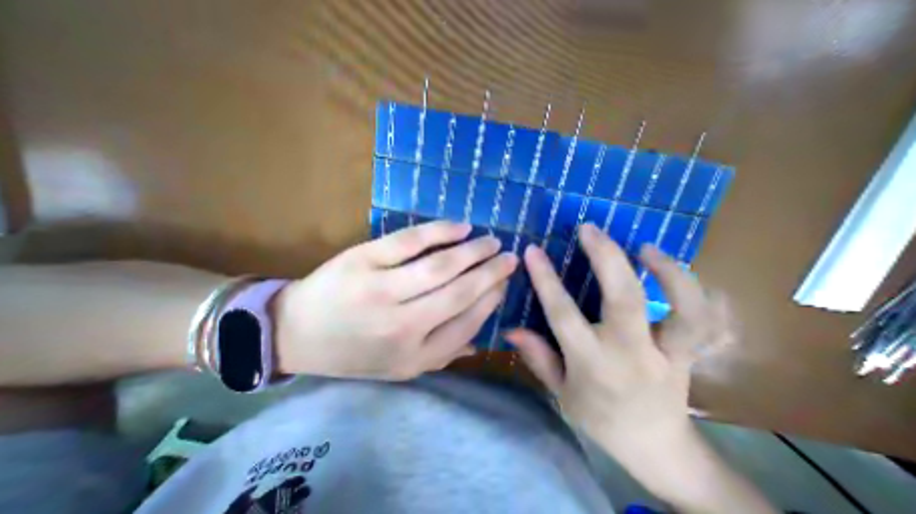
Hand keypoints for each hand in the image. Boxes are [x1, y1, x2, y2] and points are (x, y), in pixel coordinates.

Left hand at [269, 220, 514, 381]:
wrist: (295, 334)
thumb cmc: (353, 353)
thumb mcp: (398, 368)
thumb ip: (442, 354)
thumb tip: (481, 339)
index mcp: (414, 358)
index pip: (467, 323)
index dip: (491, 299)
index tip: (504, 283)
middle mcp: (402, 328)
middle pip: (460, 293)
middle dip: (492, 272)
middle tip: (509, 257)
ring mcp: (380, 291)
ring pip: (441, 266)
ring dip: (474, 251)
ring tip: (491, 241)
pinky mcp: (363, 261)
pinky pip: (410, 241)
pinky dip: (440, 231)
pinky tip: (461, 227)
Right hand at [504, 223, 734, 454]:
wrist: (658, 448)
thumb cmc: (600, 420)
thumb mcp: (561, 392)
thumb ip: (537, 357)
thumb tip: (510, 330)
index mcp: (592, 364)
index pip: (563, 314)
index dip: (546, 279)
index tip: (533, 251)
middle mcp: (631, 354)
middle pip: (623, 299)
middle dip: (606, 257)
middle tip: (590, 229)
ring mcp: (668, 353)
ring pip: (682, 309)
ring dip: (668, 271)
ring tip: (645, 247)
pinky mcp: (691, 353)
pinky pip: (706, 320)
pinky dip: (697, 291)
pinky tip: (675, 269)